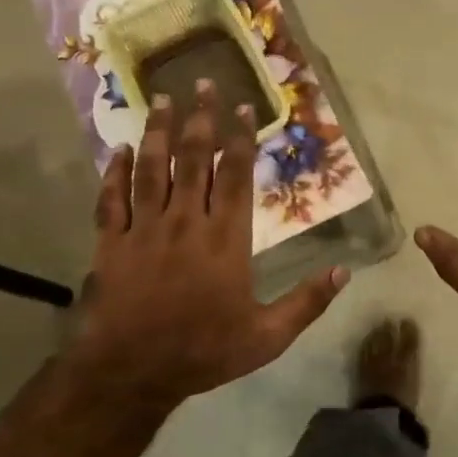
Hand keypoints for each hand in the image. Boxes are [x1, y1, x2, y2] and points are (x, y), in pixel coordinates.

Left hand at [68, 83, 348, 410]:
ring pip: (153, 170)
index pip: (236, 177)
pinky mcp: (112, 244)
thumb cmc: (204, 351)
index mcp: (225, 239)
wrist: (132, 373)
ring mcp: (145, 230)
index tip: (242, 106)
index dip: (240, 139)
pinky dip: (115, 173)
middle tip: (201, 83)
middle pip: (194, 160)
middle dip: (199, 119)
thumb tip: (346, 271)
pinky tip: (120, 150)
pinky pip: (113, 199)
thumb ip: (307, 302)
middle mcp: (186, 222)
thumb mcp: (267, 336)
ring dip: (158, 132)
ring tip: (161, 99)